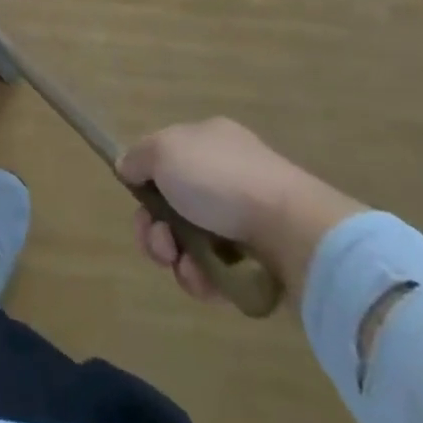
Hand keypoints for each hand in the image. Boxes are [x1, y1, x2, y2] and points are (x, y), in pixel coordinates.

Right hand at [117, 118, 364, 303]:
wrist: (294, 231)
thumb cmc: (222, 180)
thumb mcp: (164, 151)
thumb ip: (138, 157)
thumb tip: (128, 167)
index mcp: (208, 141)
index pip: (164, 161)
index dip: (144, 184)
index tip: (138, 202)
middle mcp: (227, 175)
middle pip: (173, 206)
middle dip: (156, 230)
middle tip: (160, 245)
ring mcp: (247, 218)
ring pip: (192, 243)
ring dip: (177, 259)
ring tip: (186, 268)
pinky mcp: (262, 261)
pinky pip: (218, 271)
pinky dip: (204, 279)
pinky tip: (206, 281)